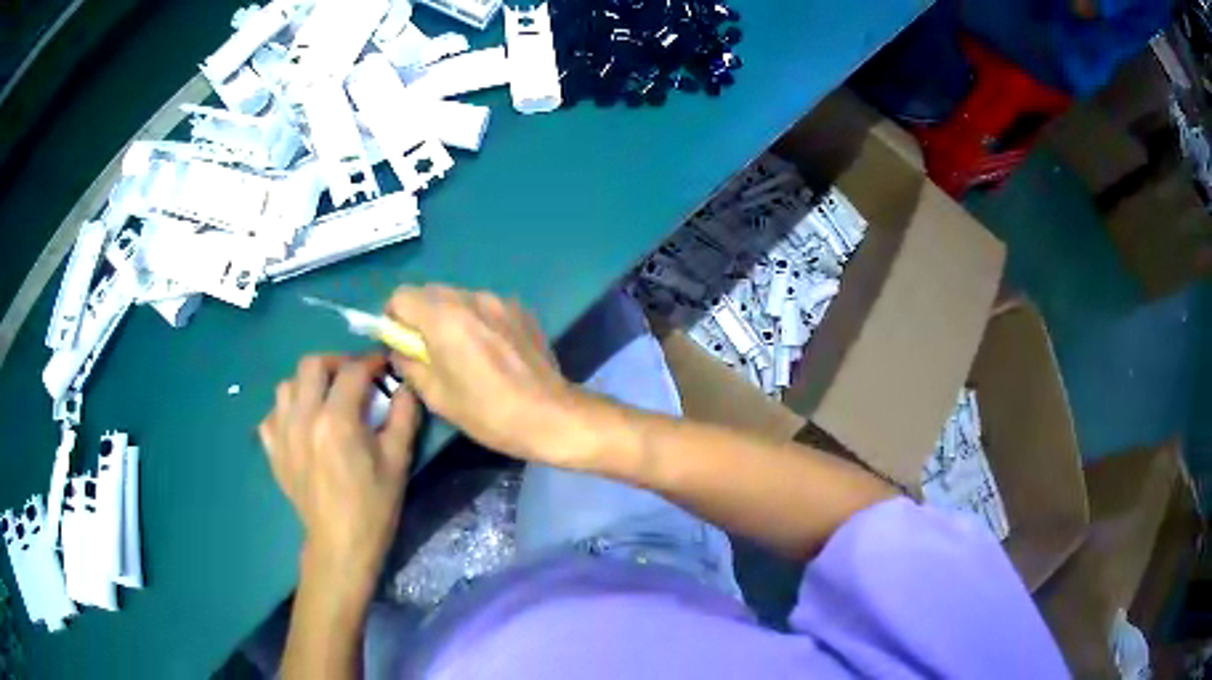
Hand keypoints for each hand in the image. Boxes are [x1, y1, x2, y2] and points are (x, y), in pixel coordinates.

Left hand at [258, 354, 418, 583]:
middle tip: (352, 377)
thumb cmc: (373, 505)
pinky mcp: (273, 451)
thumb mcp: (398, 460)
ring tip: (325, 399)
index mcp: (337, 419)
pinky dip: (285, 411)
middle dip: (335, 363)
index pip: (352, 371)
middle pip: (311, 365)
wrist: (340, 544)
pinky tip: (301, 424)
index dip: (371, 362)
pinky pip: (271, 415)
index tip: (383, 366)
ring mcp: (282, 433)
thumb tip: (406, 385)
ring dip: (308, 384)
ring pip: (287, 386)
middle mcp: (303, 417)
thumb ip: (404, 415)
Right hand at [384, 286, 585, 464]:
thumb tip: (400, 349)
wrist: (551, 415)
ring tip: (465, 352)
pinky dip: (478, 320)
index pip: (401, 295)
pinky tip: (493, 351)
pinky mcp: (521, 309)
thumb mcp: (437, 396)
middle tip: (430, 352)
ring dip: (451, 317)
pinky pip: (485, 306)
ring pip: (459, 297)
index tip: (402, 343)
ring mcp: (500, 300)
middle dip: (421, 317)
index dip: (394, 318)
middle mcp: (471, 298)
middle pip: (430, 293)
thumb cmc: (488, 412)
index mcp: (445, 318)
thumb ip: (409, 364)